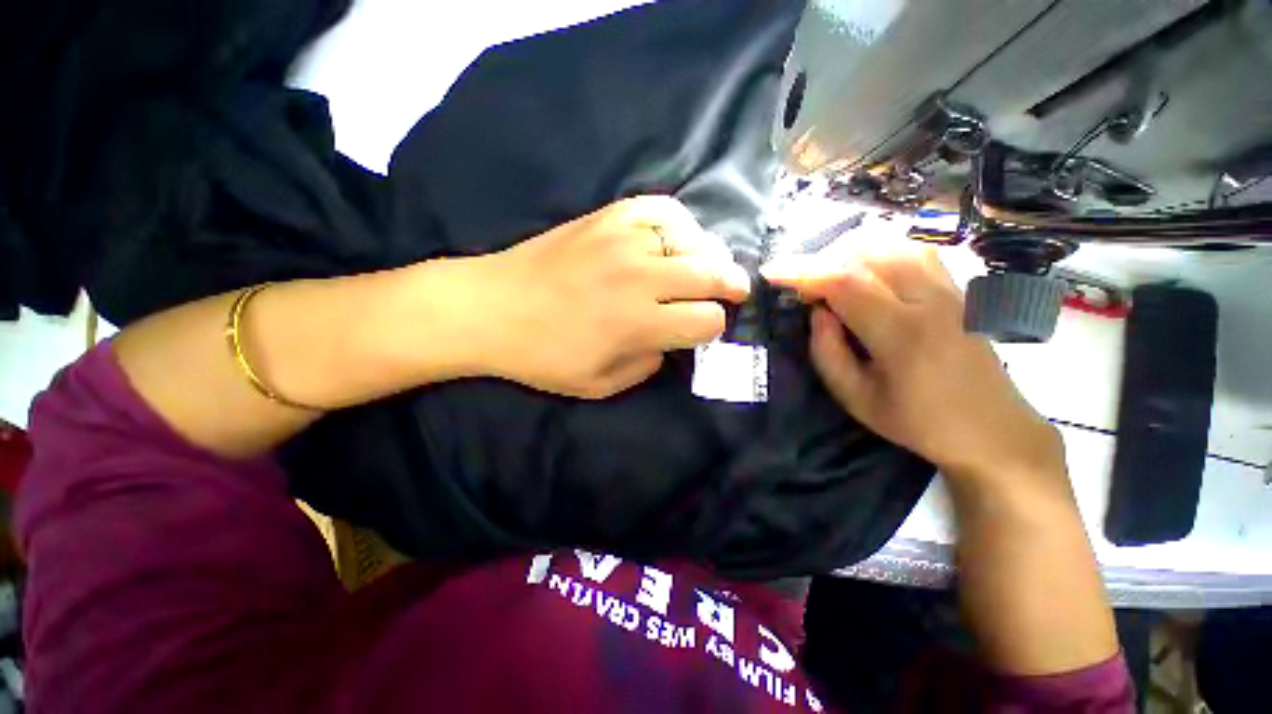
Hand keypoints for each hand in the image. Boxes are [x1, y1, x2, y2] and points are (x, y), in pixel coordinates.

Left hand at [458, 196, 750, 397]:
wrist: (492, 308)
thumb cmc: (543, 356)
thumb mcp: (600, 384)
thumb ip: (647, 365)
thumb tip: (670, 341)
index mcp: (639, 324)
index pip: (707, 320)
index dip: (713, 327)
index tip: (702, 329)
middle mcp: (641, 278)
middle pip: (713, 274)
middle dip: (731, 286)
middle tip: (734, 290)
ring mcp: (624, 240)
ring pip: (694, 240)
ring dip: (707, 257)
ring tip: (704, 267)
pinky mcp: (608, 217)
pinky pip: (662, 209)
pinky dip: (679, 224)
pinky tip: (675, 239)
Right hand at [763, 249, 1060, 480]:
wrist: (992, 429)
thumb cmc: (918, 421)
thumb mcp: (857, 399)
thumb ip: (828, 353)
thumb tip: (817, 312)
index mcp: (902, 333)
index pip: (845, 282)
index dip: (802, 271)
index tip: (771, 272)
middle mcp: (930, 300)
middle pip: (867, 253)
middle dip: (821, 260)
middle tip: (799, 284)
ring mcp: (950, 290)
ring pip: (892, 244)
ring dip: (849, 253)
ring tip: (827, 275)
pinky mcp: (958, 289)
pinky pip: (913, 251)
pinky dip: (878, 252)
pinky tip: (864, 271)